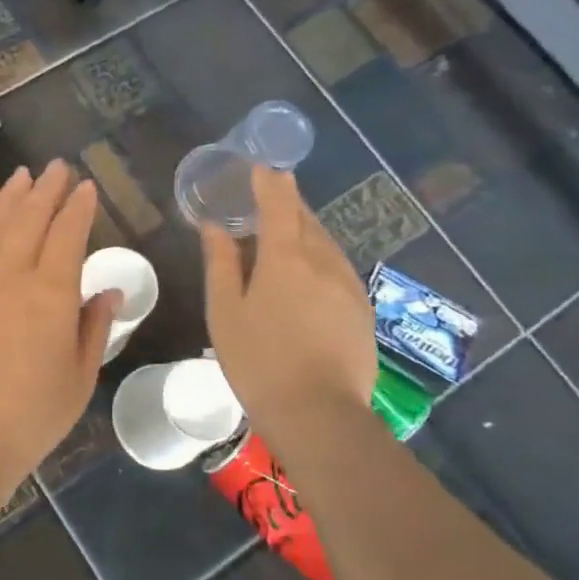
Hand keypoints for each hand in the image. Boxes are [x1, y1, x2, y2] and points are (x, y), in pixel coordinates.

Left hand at [0, 161, 117, 505]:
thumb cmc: (28, 418)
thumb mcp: (78, 379)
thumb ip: (94, 328)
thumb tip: (110, 290)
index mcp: (51, 294)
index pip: (69, 235)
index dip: (79, 208)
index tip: (86, 187)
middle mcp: (9, 275)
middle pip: (30, 220)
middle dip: (46, 190)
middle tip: (56, 166)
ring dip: (10, 197)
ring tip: (21, 176)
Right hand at [202, 164, 375, 426]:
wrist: (318, 413)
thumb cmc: (258, 360)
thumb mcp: (225, 312)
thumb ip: (221, 264)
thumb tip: (216, 227)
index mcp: (285, 258)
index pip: (279, 203)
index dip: (269, 181)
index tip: (261, 166)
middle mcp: (323, 262)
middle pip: (306, 219)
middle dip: (287, 204)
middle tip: (267, 199)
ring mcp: (348, 286)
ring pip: (325, 244)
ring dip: (304, 231)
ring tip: (283, 236)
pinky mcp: (362, 310)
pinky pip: (337, 269)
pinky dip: (319, 259)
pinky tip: (307, 277)